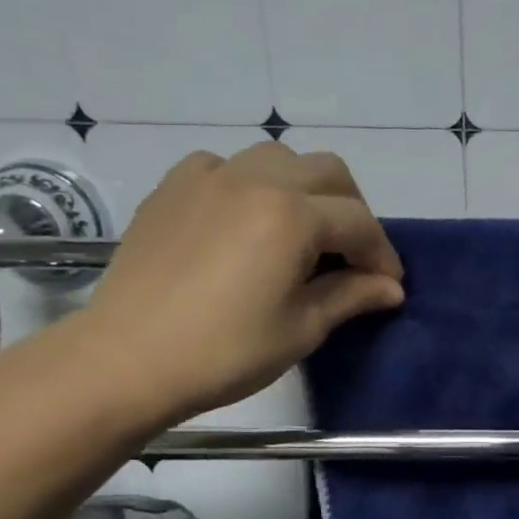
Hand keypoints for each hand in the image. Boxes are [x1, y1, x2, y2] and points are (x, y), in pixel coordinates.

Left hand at [70, 145, 403, 426]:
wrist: (127, 360)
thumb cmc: (225, 351)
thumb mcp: (302, 328)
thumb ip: (351, 296)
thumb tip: (391, 288)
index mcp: (292, 216)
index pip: (359, 223)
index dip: (381, 255)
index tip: (387, 286)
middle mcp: (255, 181)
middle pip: (327, 172)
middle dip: (353, 210)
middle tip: (352, 255)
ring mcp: (209, 178)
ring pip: (278, 158)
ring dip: (304, 188)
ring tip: (302, 231)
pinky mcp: (173, 188)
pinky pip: (225, 166)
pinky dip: (249, 185)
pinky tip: (244, 220)